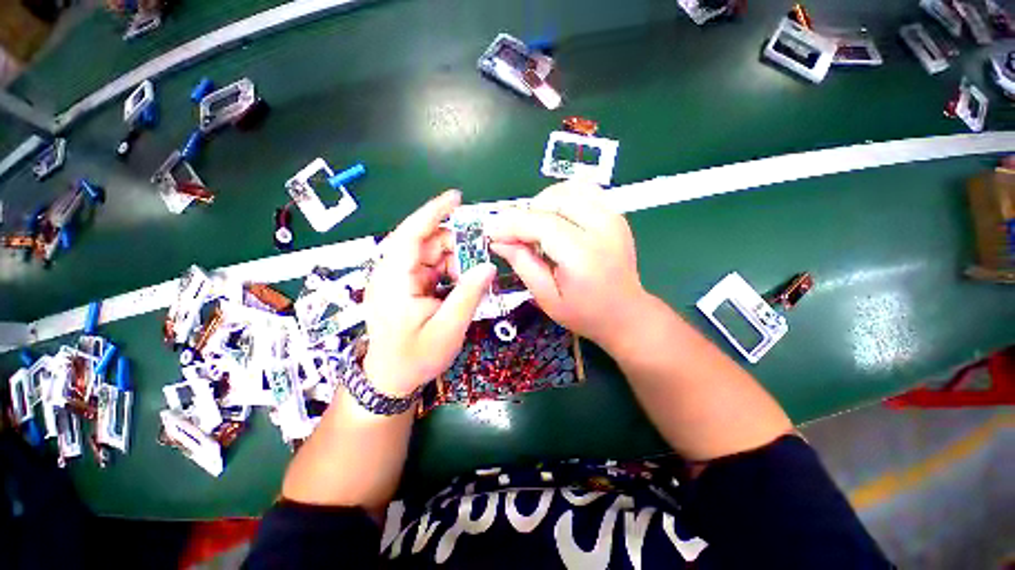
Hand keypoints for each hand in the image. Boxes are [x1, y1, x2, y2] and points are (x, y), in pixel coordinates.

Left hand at [362, 190, 495, 397]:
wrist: (391, 380)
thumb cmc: (415, 358)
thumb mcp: (448, 329)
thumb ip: (469, 295)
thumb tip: (488, 266)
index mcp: (394, 281)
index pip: (411, 235)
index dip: (433, 212)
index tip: (456, 198)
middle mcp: (392, 273)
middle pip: (426, 244)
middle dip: (455, 246)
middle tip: (481, 258)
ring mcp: (399, 279)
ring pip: (431, 255)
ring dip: (455, 261)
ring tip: (472, 278)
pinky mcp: (406, 286)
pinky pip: (431, 268)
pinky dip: (450, 271)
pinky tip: (462, 283)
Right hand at [487, 182, 646, 348]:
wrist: (626, 313)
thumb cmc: (584, 313)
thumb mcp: (546, 297)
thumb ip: (522, 264)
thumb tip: (498, 240)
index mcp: (583, 255)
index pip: (540, 223)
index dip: (511, 224)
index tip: (492, 232)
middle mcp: (601, 229)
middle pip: (553, 201)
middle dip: (525, 214)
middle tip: (515, 236)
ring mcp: (612, 217)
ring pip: (568, 190)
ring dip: (543, 203)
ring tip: (535, 226)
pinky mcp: (616, 214)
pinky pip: (584, 191)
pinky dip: (563, 198)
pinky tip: (555, 217)